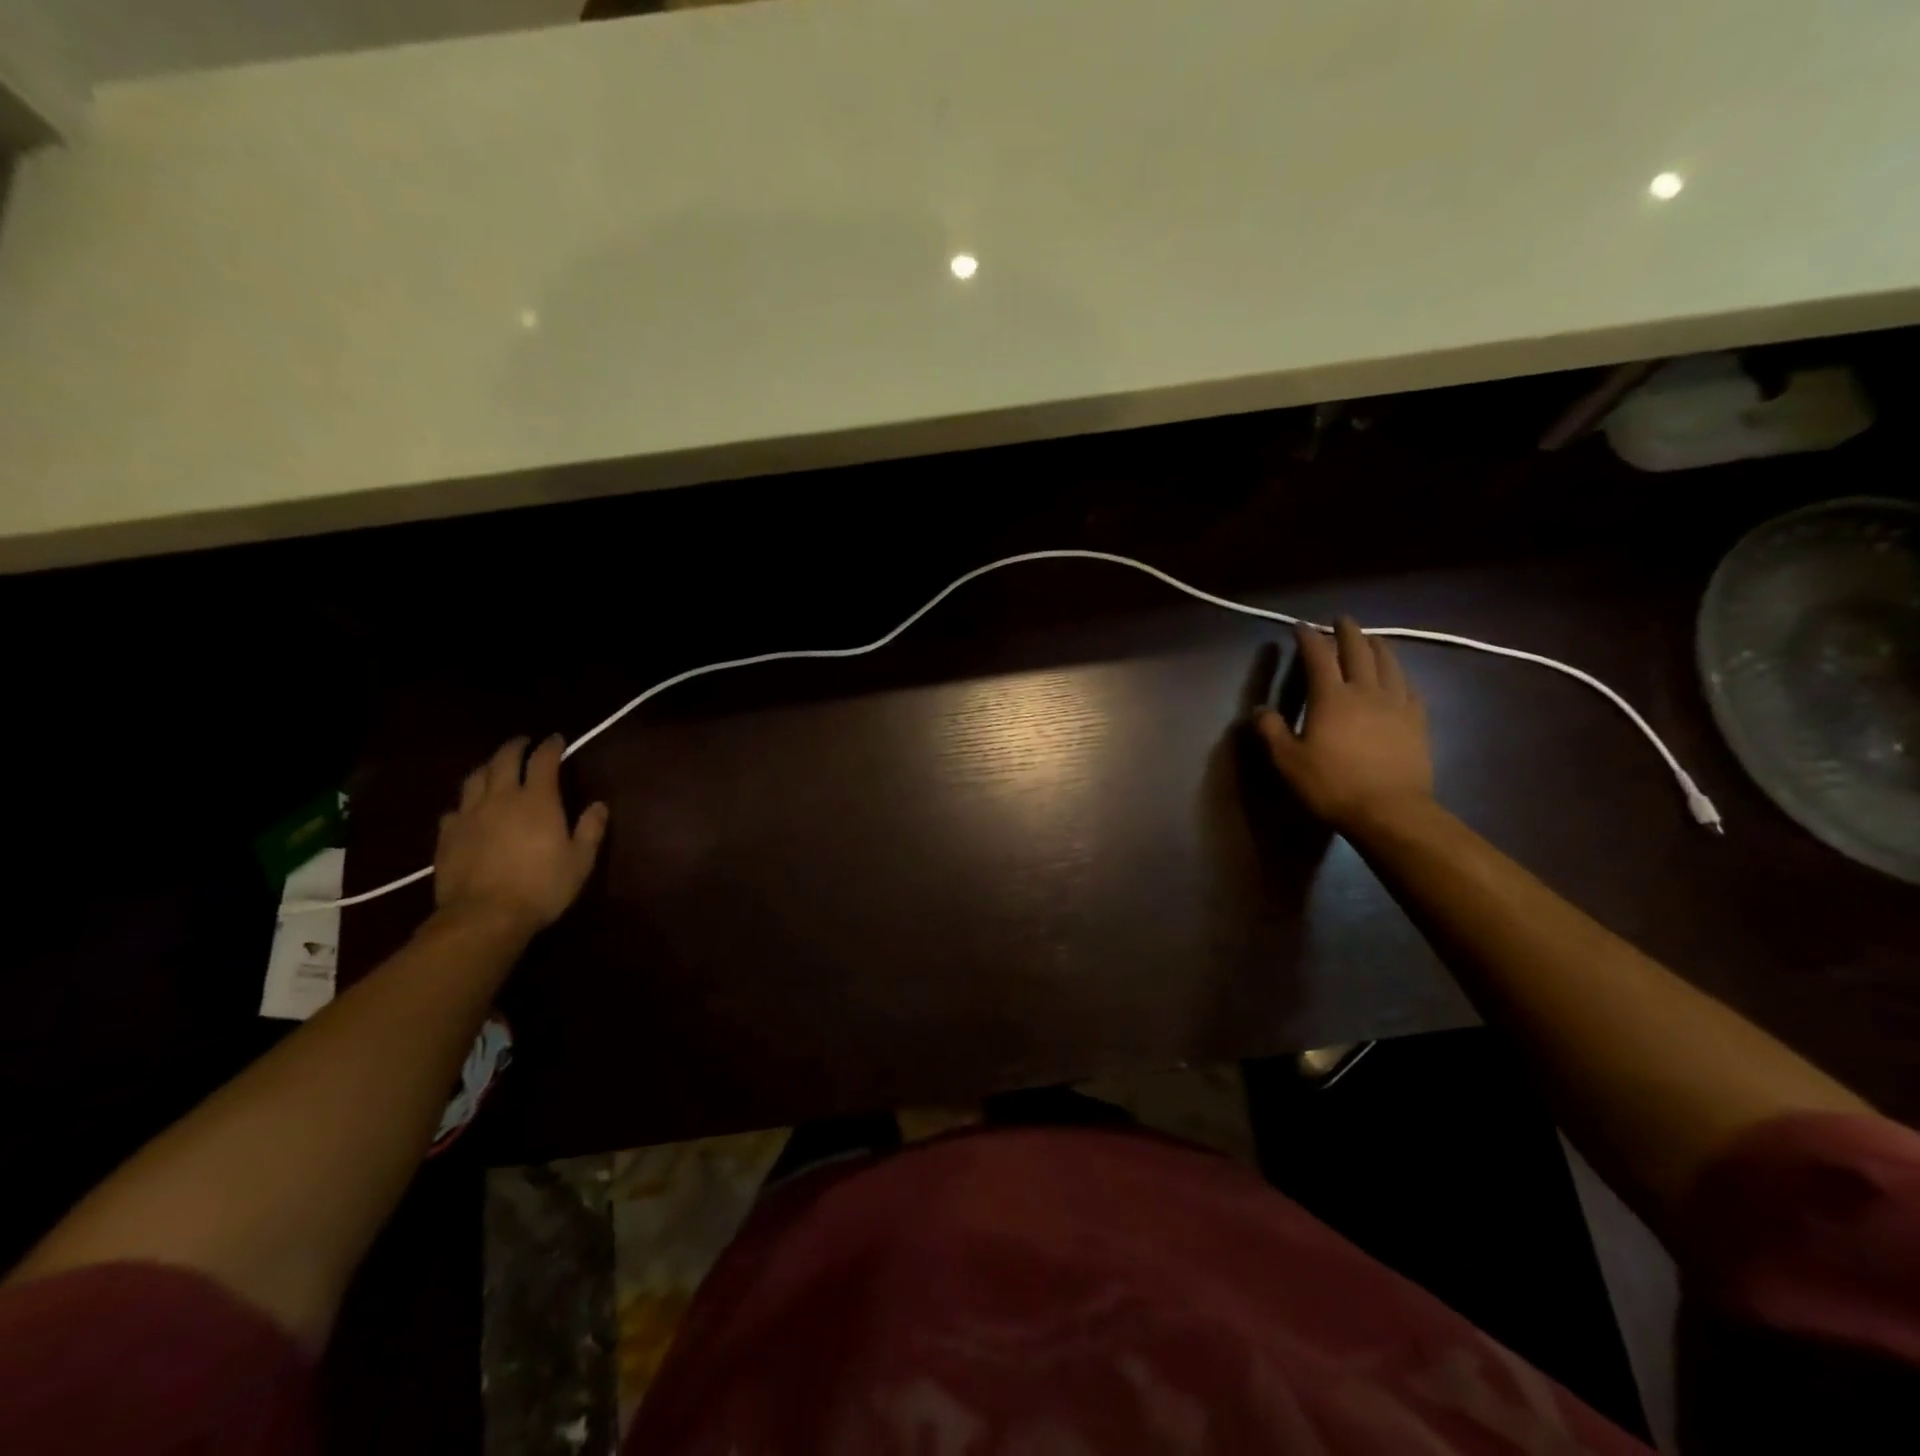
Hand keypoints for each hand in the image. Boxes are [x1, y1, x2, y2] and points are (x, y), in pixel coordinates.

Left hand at [434, 735, 609, 936]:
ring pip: (475, 778)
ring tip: (494, 767)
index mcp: (538, 800)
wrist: (484, 916)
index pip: (543, 761)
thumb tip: (598, 805)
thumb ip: (590, 829)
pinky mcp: (448, 835)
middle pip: (503, 760)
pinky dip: (466, 802)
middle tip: (523, 743)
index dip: (550, 746)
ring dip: (488, 767)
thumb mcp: (580, 861)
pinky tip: (469, 809)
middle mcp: (501, 798)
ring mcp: (470, 815)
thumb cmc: (542, 886)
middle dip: (515, 747)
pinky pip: (455, 808)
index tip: (556, 739)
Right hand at [1256, 617, 1431, 833]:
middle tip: (1341, 620)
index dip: (1308, 638)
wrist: (1390, 811)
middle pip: (1358, 651)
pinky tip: (1399, 676)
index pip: (1318, 657)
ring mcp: (1396, 704)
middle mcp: (1365, 691)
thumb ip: (1271, 731)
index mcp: (1330, 697)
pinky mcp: (1417, 721)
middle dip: (1347, 632)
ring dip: (1378, 646)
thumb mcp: (1288, 761)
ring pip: (1389, 663)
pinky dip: (1401, 674)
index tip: (1300, 626)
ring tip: (1372, 638)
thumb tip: (1260, 709)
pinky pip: (1410, 687)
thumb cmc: (1332, 785)